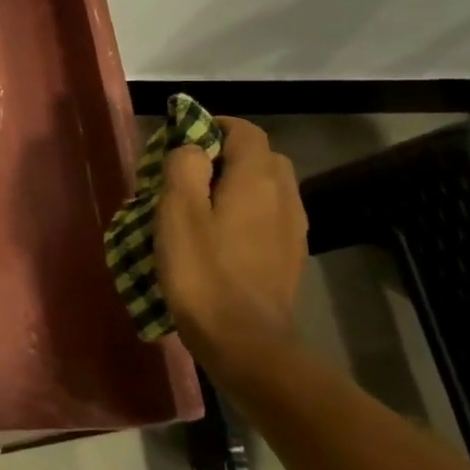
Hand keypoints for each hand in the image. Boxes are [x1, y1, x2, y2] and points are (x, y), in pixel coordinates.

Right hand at [155, 117, 307, 371]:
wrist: (245, 343)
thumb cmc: (203, 273)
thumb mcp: (177, 213)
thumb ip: (185, 167)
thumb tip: (193, 149)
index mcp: (256, 179)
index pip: (245, 131)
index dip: (213, 126)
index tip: (181, 140)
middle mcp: (284, 196)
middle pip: (261, 156)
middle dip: (227, 155)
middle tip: (188, 173)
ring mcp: (293, 229)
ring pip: (268, 187)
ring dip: (238, 185)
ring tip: (201, 206)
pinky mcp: (290, 256)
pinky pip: (270, 216)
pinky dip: (247, 212)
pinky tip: (221, 236)